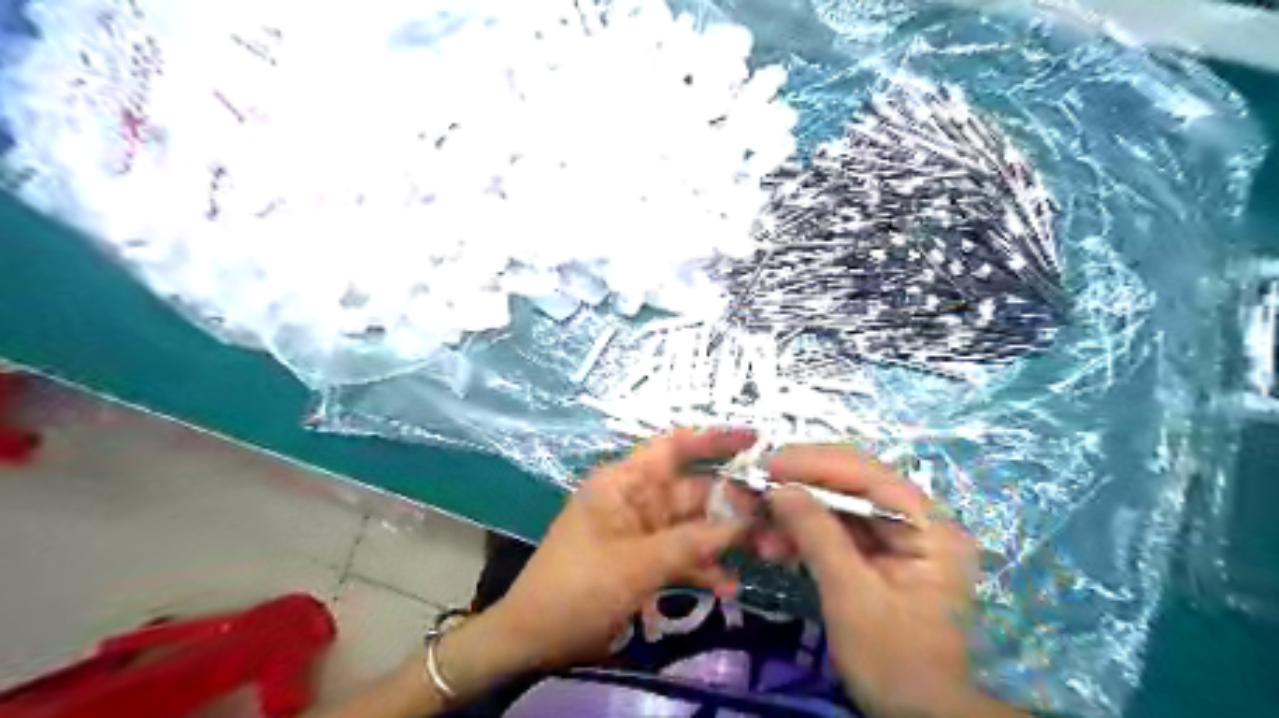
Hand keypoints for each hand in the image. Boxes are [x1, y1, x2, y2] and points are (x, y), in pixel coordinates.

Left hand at [485, 427, 752, 667]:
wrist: (535, 637)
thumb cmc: (578, 587)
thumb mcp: (636, 564)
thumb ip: (692, 542)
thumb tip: (744, 521)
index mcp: (625, 482)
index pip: (674, 447)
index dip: (714, 439)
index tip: (755, 440)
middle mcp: (637, 499)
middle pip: (693, 490)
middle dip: (732, 504)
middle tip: (774, 519)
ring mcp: (641, 531)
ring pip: (692, 524)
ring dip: (723, 539)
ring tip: (765, 552)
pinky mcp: (643, 559)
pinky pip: (681, 553)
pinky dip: (702, 567)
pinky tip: (727, 586)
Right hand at [757, 446, 1020, 717]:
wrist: (918, 717)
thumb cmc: (893, 661)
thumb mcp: (851, 595)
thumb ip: (817, 534)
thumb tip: (779, 488)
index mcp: (930, 526)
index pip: (869, 474)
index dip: (815, 464)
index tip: (768, 465)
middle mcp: (919, 521)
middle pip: (853, 483)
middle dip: (800, 485)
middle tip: (755, 489)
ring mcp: (899, 537)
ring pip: (839, 505)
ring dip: (796, 512)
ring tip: (759, 529)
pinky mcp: (879, 554)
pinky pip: (837, 529)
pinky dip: (804, 533)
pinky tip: (775, 545)